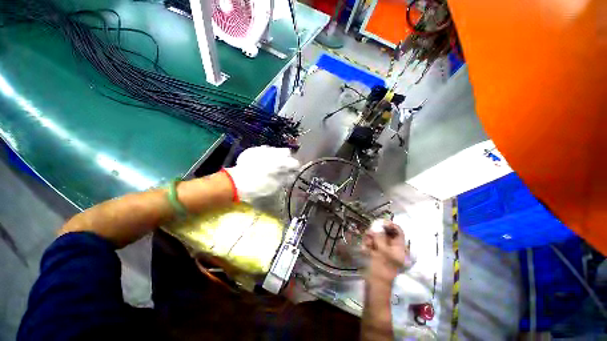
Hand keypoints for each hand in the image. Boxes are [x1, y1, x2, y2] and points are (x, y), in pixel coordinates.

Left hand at [224, 146, 299, 201]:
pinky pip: (265, 150)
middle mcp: (274, 153)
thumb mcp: (275, 186)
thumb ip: (286, 178)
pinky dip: (266, 155)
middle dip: (286, 158)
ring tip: (271, 165)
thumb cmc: (259, 186)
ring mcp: (264, 150)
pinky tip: (261, 162)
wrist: (237, 182)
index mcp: (282, 163)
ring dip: (277, 156)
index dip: (295, 167)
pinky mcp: (255, 150)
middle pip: (286, 152)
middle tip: (282, 167)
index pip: (295, 162)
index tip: (293, 171)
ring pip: (276, 150)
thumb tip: (292, 175)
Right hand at [364, 220, 407, 284]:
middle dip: (377, 232)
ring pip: (378, 238)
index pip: (398, 231)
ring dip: (371, 238)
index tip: (380, 222)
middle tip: (369, 233)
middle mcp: (393, 247)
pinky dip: (368, 243)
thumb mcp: (381, 251)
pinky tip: (365, 247)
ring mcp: (385, 250)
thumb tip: (377, 226)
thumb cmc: (381, 267)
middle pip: (386, 233)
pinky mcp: (377, 253)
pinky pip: (373, 243)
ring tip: (366, 242)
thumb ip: (380, 237)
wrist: (375, 284)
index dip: (390, 225)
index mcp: (399, 247)